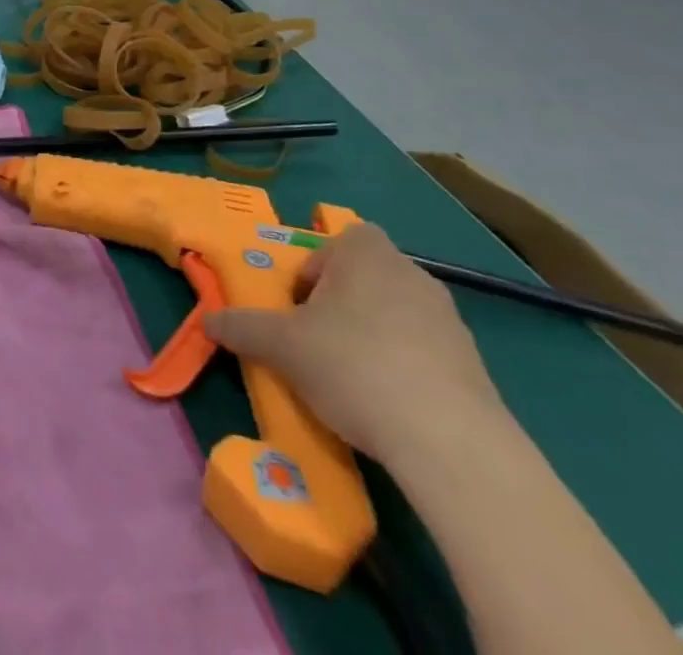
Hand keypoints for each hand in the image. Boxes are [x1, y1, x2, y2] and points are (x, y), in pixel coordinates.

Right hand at [204, 224, 503, 467]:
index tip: (300, 307)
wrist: (450, 442)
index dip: (315, 268)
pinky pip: (426, 352)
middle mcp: (411, 272)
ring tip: (353, 380)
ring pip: (396, 314)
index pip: (338, 240)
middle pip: (365, 277)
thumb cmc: (352, 365)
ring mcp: (449, 319)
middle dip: (340, 304)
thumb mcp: (281, 346)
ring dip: (373, 336)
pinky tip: (390, 406)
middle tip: (318, 342)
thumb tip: (207, 321)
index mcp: (365, 253)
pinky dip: (405, 368)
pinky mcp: (475, 365)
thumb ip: (241, 327)